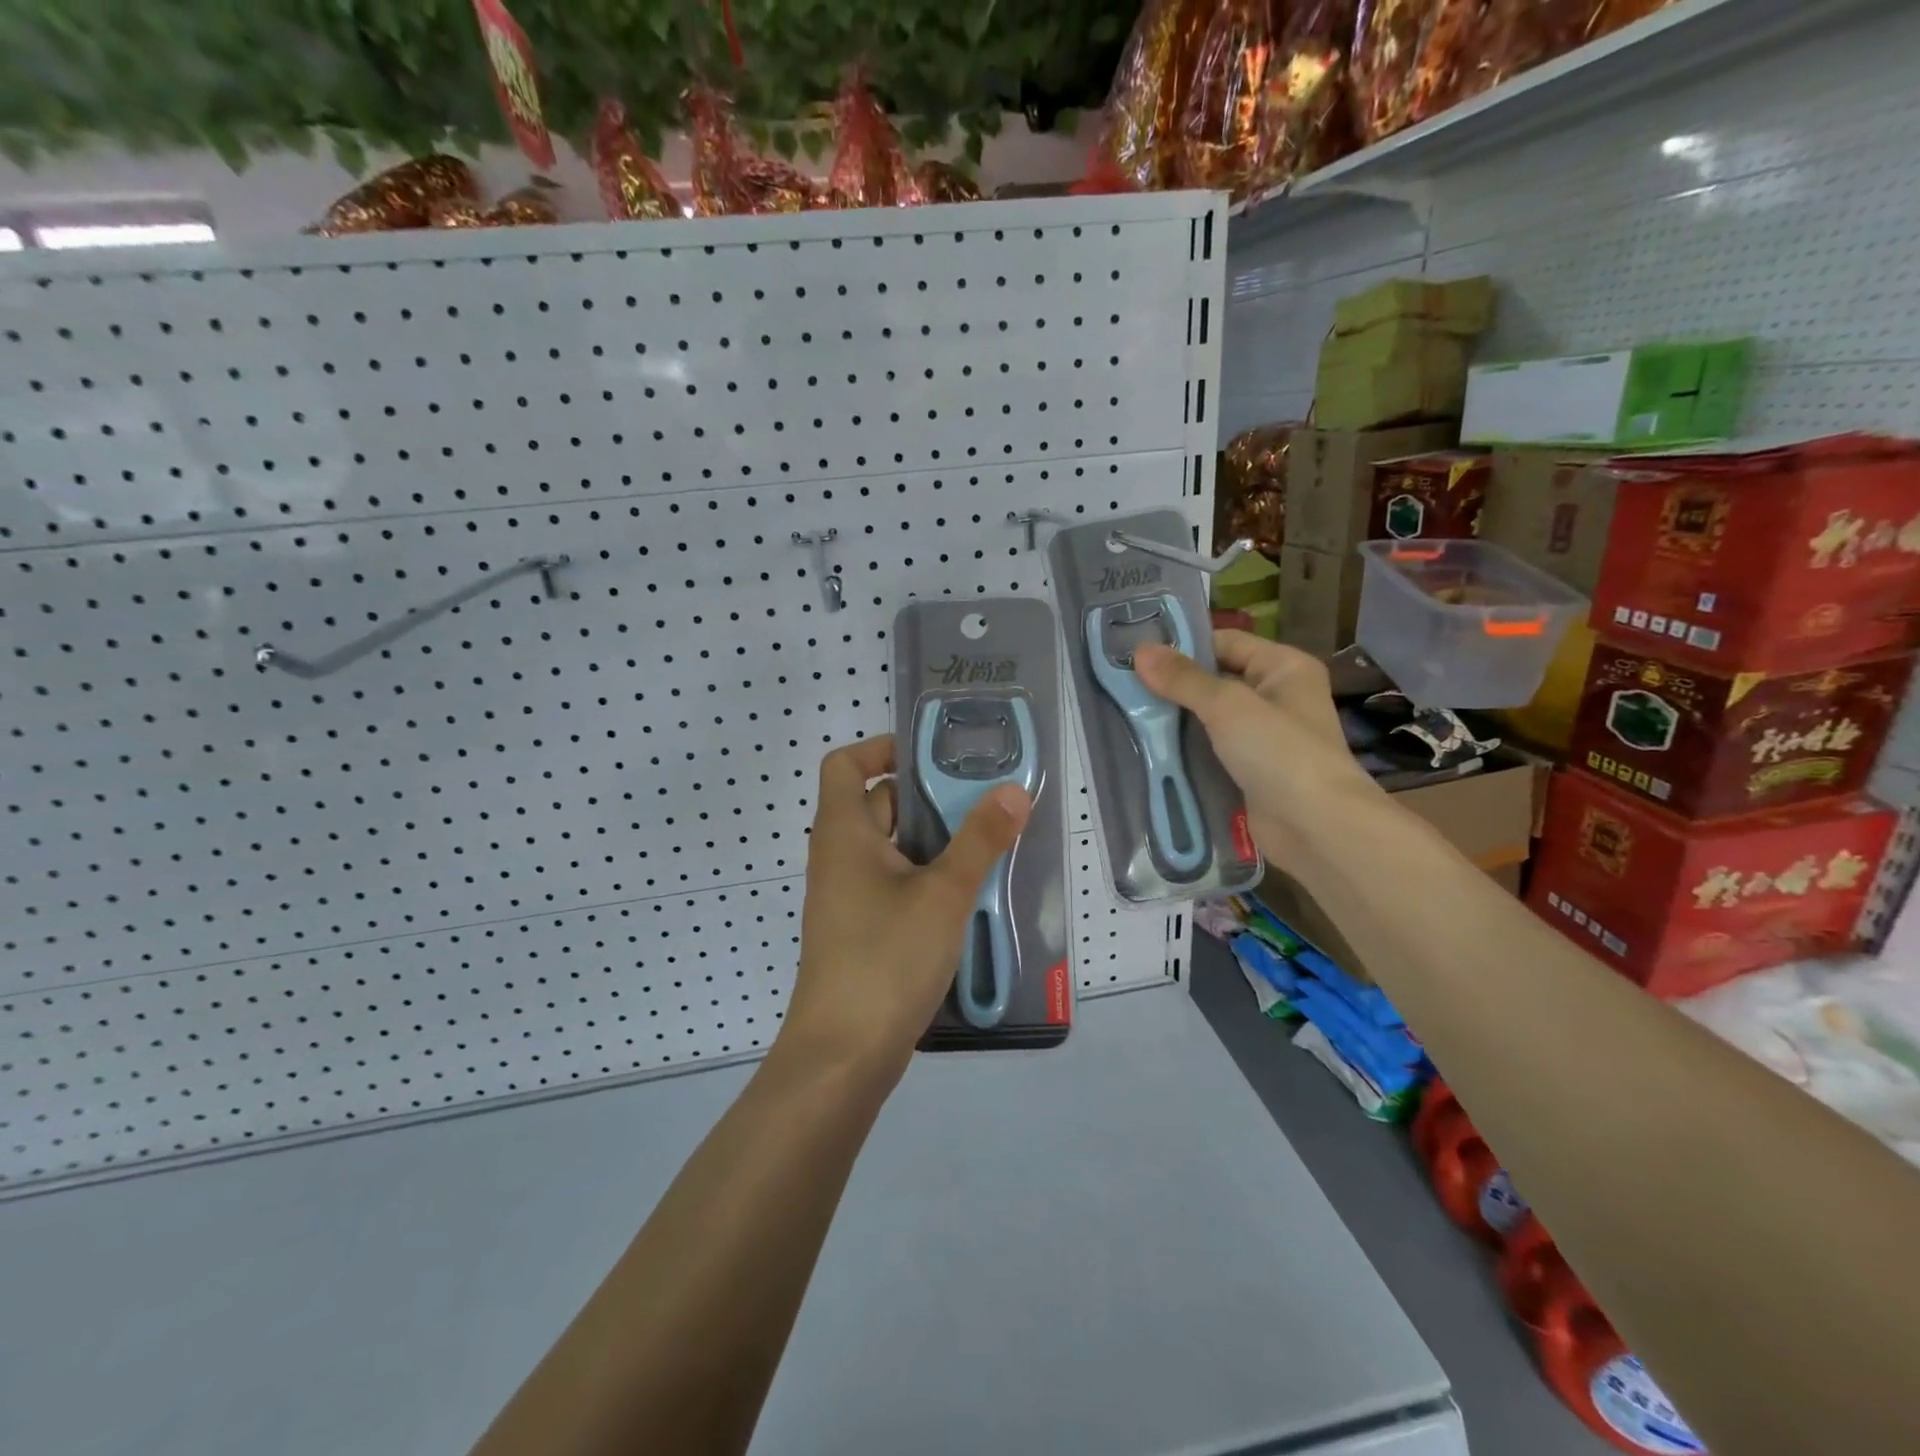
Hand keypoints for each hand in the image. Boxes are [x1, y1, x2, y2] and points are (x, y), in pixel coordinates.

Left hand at [780, 735, 1031, 1079]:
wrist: (843, 1055)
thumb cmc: (886, 958)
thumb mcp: (943, 894)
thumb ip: (980, 840)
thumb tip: (1014, 790)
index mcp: (843, 832)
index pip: (845, 764)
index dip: (883, 748)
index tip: (934, 757)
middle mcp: (839, 856)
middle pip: (878, 803)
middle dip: (929, 797)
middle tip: (984, 799)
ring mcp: (848, 896)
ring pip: (893, 847)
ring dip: (935, 841)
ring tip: (989, 841)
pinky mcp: (862, 928)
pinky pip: (895, 883)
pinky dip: (927, 876)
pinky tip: (969, 893)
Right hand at [1133, 630, 1380, 875]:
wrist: (1316, 828)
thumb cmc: (1280, 752)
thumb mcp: (1227, 706)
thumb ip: (1183, 679)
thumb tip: (1141, 650)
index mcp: (1283, 667)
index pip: (1226, 642)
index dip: (1183, 645)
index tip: (1135, 653)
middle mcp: (1276, 697)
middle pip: (1215, 680)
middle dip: (1172, 686)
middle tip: (1122, 686)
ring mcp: (1263, 738)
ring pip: (1209, 719)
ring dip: (1174, 721)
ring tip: (1125, 716)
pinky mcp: (1249, 772)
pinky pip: (1210, 752)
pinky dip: (1184, 752)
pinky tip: (1148, 750)